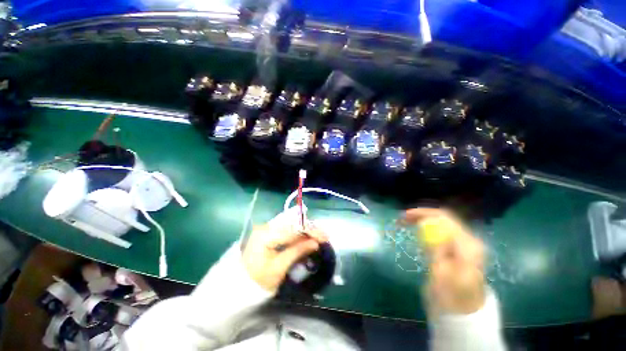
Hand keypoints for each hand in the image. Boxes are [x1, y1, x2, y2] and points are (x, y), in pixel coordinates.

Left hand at [242, 219, 327, 292]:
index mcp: (266, 234)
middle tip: (324, 236)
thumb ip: (296, 252)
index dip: (310, 231)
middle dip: (310, 228)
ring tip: (318, 236)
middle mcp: (266, 226)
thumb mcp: (278, 268)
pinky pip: (287, 229)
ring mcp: (267, 228)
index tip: (325, 237)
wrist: (236, 286)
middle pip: (293, 223)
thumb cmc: (256, 281)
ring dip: (306, 230)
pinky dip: (298, 233)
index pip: (293, 228)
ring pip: (291, 224)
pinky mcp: (269, 233)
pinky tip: (307, 237)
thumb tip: (315, 242)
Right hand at [404, 208, 485, 314]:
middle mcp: (467, 240)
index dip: (423, 213)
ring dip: (422, 220)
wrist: (464, 313)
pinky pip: (440, 232)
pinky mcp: (457, 249)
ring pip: (440, 224)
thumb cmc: (452, 296)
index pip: (444, 218)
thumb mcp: (442, 273)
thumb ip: (435, 246)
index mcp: (467, 245)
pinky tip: (416, 231)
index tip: (405, 216)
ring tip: (405, 223)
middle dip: (421, 215)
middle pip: (443, 219)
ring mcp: (463, 245)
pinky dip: (426, 229)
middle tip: (402, 218)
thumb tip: (425, 223)